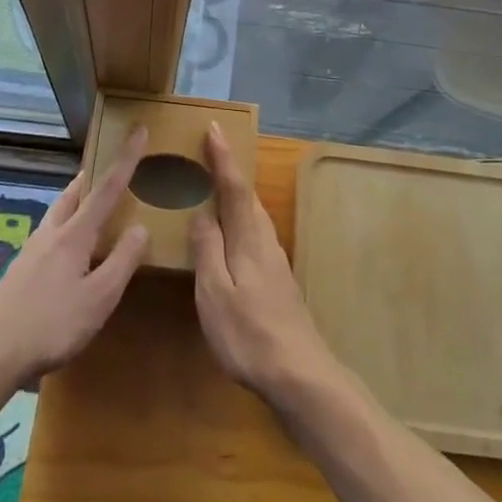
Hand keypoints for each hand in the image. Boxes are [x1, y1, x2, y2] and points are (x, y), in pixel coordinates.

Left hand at [0, 125, 150, 383]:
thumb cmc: (52, 325)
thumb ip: (122, 261)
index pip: (106, 188)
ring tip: (90, 201)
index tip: (138, 130)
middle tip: (110, 166)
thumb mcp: (99, 298)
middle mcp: (52, 232)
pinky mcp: (22, 268)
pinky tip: (68, 245)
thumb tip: (140, 227)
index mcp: (74, 235)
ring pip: (58, 210)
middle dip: (93, 175)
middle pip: (75, 192)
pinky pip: (50, 231)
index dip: (125, 159)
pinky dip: (66, 222)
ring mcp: (32, 249)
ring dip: (77, 198)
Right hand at [190, 124, 338, 406]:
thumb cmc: (250, 333)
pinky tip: (228, 236)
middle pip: (247, 196)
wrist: (300, 375)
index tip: (214, 127)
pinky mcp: (277, 281)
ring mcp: (274, 261)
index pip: (234, 186)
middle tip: (208, 151)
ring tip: (213, 187)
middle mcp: (265, 241)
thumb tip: (201, 213)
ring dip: (234, 195)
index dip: (223, 157)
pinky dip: (238, 221)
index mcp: (248, 238)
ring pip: (252, 215)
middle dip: (228, 171)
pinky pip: (253, 234)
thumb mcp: (216, 293)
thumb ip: (208, 250)